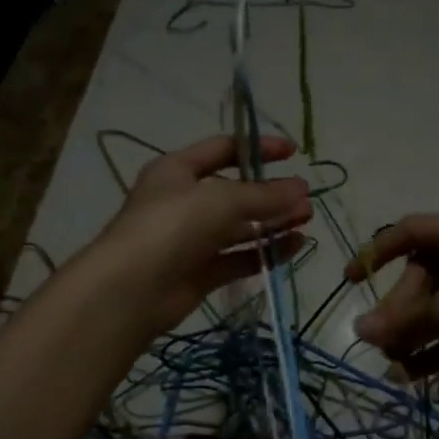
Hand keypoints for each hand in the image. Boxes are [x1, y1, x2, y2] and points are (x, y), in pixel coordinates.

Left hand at [92, 135, 311, 335]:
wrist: (131, 290)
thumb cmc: (172, 226)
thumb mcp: (222, 200)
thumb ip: (265, 195)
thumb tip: (303, 190)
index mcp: (177, 170)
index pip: (223, 149)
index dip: (258, 148)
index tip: (294, 153)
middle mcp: (183, 202)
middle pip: (235, 192)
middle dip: (271, 193)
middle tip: (306, 199)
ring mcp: (190, 240)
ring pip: (238, 227)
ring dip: (272, 223)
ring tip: (305, 222)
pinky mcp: (199, 273)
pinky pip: (237, 258)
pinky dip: (264, 253)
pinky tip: (293, 248)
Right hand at [345, 215, 438, 395]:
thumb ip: (399, 321)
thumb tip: (359, 330)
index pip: (412, 230)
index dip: (377, 251)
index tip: (352, 281)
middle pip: (423, 275)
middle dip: (398, 308)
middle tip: (382, 340)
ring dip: (412, 334)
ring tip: (392, 365)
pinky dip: (433, 350)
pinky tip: (410, 377)